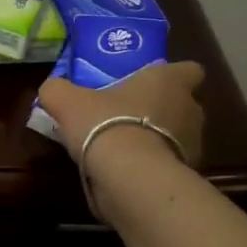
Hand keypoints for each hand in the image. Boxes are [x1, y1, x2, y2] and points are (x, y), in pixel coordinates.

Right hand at [37, 60, 206, 172]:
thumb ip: (58, 90)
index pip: (190, 70)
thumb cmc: (105, 124)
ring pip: (179, 136)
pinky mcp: (186, 175)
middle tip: (128, 116)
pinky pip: (170, 165)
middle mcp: (190, 109)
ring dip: (158, 140)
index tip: (151, 84)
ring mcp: (193, 145)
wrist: (129, 176)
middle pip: (182, 105)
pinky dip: (153, 167)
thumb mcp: (67, 101)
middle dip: (161, 111)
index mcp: (169, 82)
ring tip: (125, 149)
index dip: (173, 75)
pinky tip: (128, 173)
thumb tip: (52, 88)